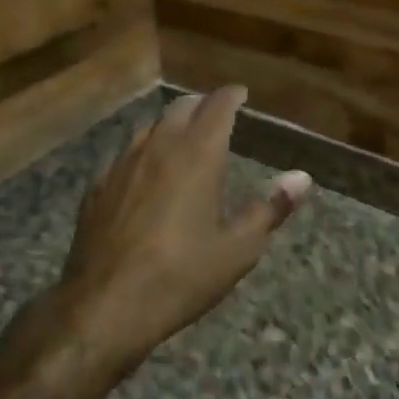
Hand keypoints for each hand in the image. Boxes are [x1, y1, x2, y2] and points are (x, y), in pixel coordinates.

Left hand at [59, 87, 310, 366]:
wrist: (105, 305)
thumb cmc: (181, 276)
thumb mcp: (238, 249)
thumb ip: (270, 208)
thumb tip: (301, 177)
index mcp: (197, 155)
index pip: (217, 107)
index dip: (231, 96)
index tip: (240, 93)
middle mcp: (159, 148)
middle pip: (180, 108)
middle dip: (201, 104)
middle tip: (215, 112)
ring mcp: (122, 165)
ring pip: (149, 127)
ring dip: (170, 124)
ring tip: (182, 137)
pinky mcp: (97, 187)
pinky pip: (125, 155)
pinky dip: (143, 152)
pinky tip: (144, 172)